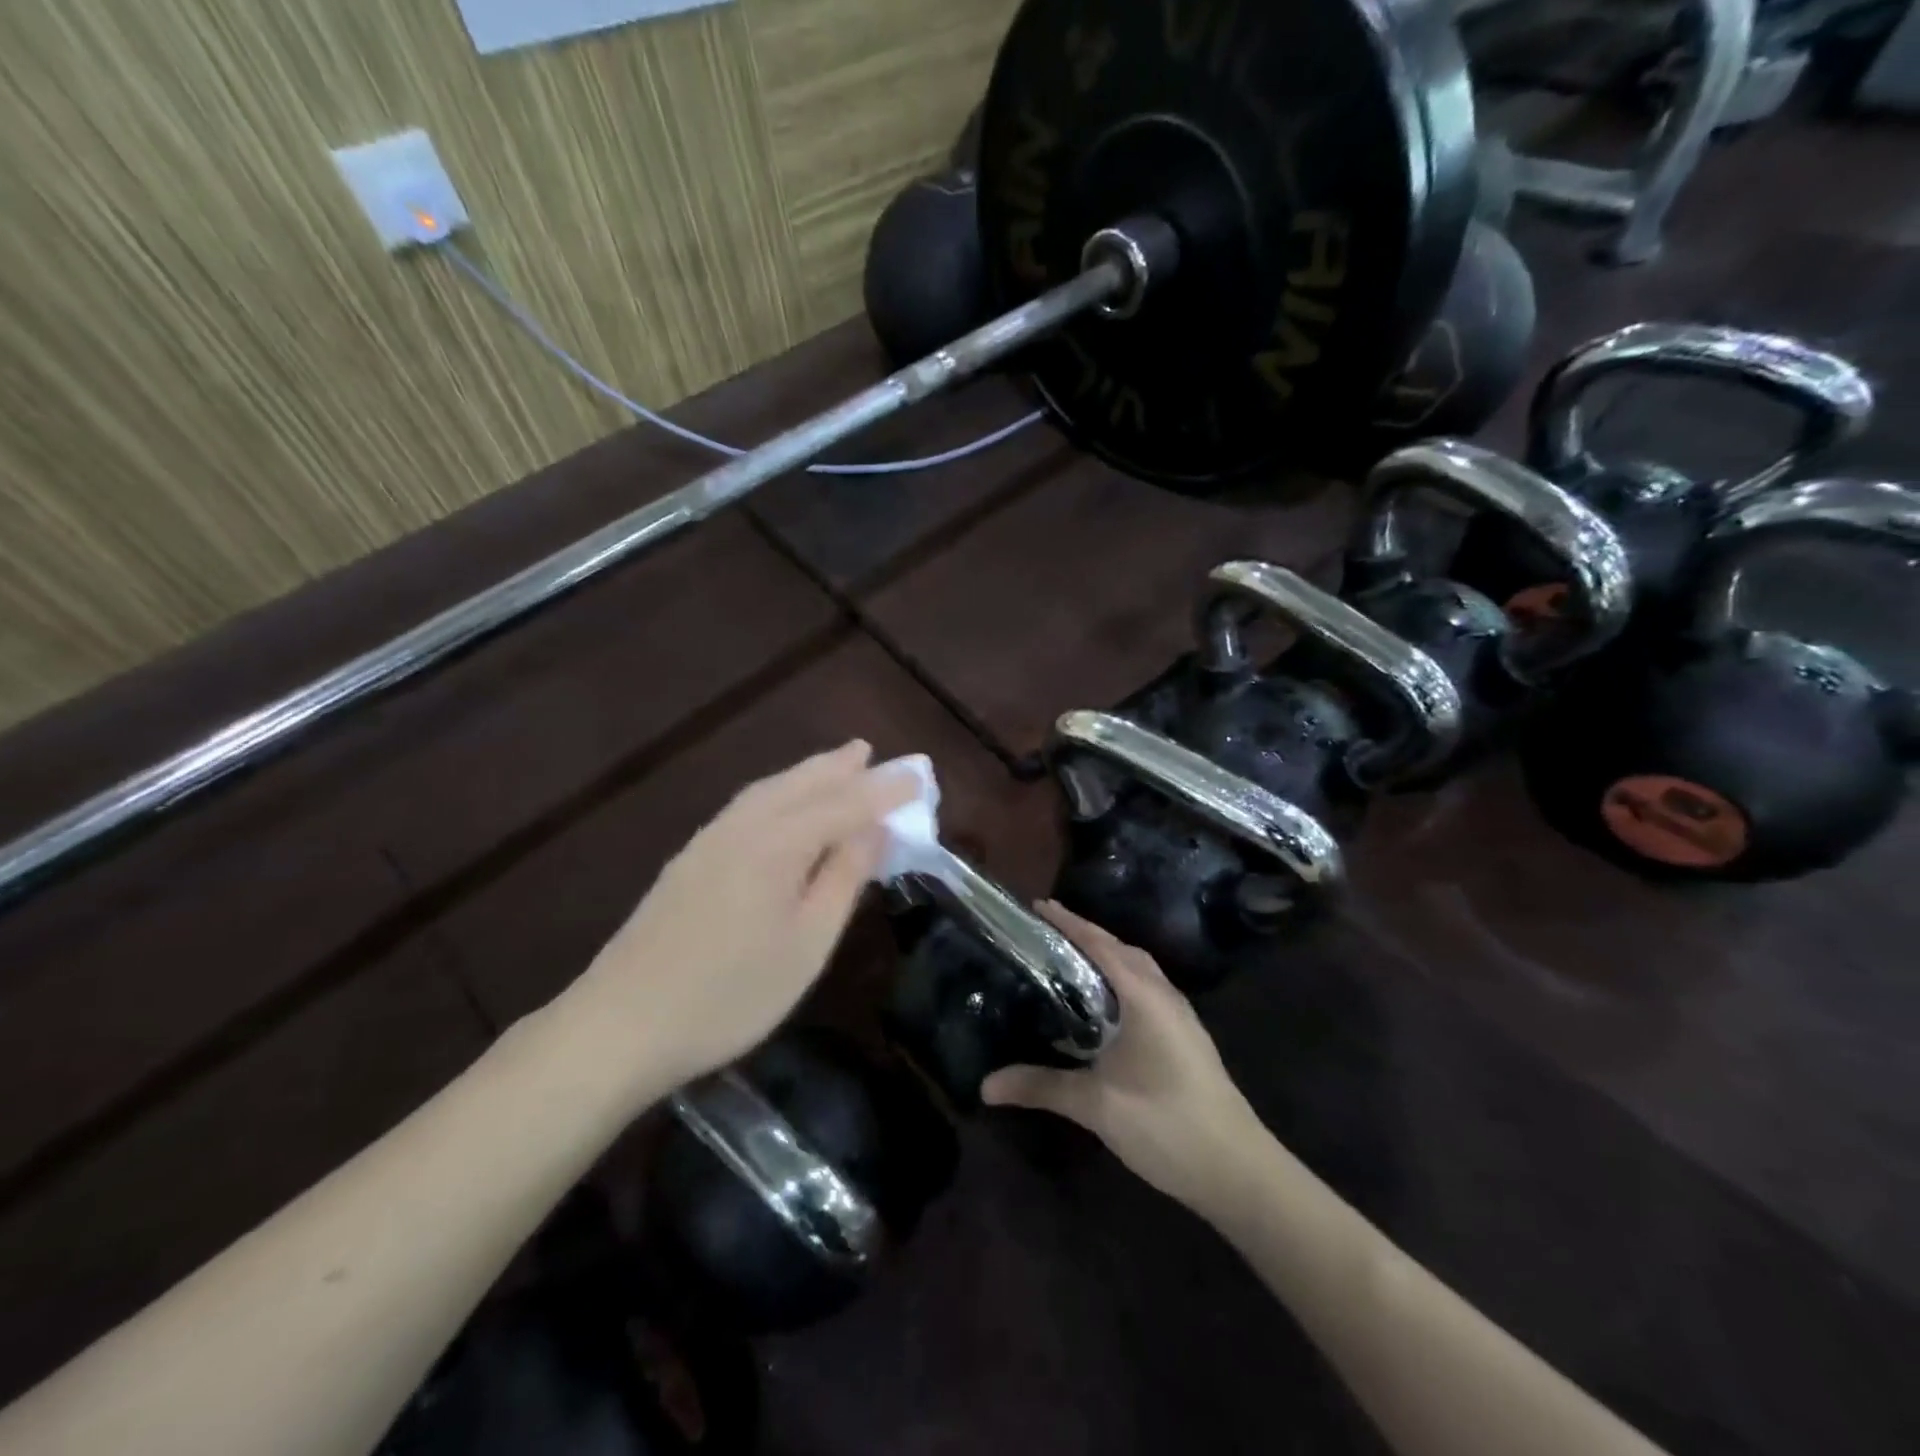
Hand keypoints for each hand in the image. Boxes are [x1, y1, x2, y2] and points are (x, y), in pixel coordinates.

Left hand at [570, 741, 916, 1088]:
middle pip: (801, 784)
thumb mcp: (806, 944)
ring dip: (807, 773)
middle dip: (841, 767)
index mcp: (777, 844)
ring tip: (835, 764)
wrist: (621, 1024)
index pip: (845, 804)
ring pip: (769, 791)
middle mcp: (743, 827)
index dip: (885, 791)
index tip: (920, 775)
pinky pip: (747, 806)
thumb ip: (842, 879)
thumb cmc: (730, 994)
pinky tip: (779, 802)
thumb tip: (874, 829)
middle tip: (872, 751)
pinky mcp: (689, 860)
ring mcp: (709, 841)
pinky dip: (777, 792)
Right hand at [982, 903, 1268, 1210]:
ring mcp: (1180, 1018)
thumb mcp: (1096, 1105)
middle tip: (1047, 931)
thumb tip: (985, 1085)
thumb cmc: (1165, 1124)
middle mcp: (1165, 997)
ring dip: (1106, 958)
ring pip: (1138, 971)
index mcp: (1144, 997)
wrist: (1237, 1171)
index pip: (1101, 945)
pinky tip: (1102, 1009)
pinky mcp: (1185, 1039)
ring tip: (1069, 962)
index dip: (1069, 923)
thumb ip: (1041, 1086)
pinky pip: (1147, 991)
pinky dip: (1120, 983)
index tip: (1038, 905)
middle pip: (1122, 950)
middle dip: (1087, 935)